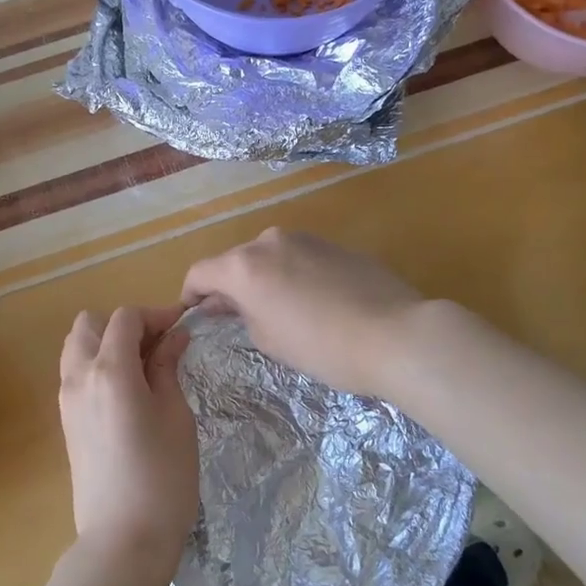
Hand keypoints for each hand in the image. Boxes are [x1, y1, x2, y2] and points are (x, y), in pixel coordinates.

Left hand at [58, 306, 197, 581]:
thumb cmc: (162, 476)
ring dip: (107, 343)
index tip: (182, 326)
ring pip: (77, 347)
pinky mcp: (66, 422)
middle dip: (125, 324)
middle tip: (159, 346)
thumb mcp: (176, 415)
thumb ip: (168, 367)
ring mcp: (67, 400)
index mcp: (108, 369)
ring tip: (144, 367)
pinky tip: (128, 391)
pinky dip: (97, 366)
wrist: (123, 540)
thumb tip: (174, 336)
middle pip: (90, 324)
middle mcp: (78, 376)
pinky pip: (75, 374)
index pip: (125, 318)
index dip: (156, 314)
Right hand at [180, 228, 425, 399]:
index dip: (190, 295)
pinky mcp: (334, 244)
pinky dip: (291, 275)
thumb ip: (241, 314)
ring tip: (278, 311)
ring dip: (262, 279)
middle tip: (236, 318)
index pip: (200, 273)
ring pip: (268, 257)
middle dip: (229, 287)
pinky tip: (311, 303)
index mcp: (244, 265)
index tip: (193, 313)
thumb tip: (231, 303)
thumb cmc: (322, 347)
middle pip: (234, 262)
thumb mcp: (269, 340)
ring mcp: (305, 238)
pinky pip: (298, 258)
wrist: (395, 334)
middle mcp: (269, 241)